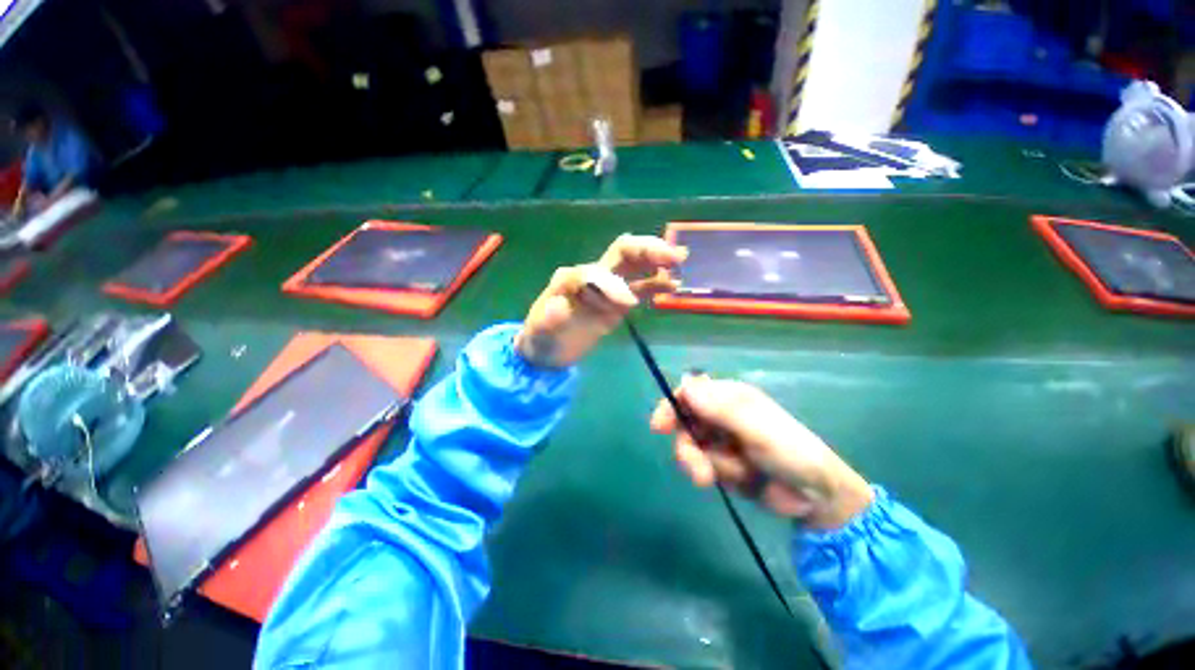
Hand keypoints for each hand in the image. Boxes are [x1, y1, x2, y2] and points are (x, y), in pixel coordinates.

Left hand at [515, 234, 686, 367]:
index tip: (630, 305)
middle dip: (645, 251)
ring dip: (656, 261)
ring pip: (634, 266)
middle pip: (620, 253)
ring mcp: (607, 288)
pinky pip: (640, 288)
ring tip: (679, 262)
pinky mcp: (617, 303)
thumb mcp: (539, 332)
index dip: (613, 284)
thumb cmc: (541, 339)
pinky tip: (673, 285)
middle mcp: (591, 277)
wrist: (547, 352)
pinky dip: (656, 284)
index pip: (595, 271)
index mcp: (570, 279)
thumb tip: (561, 306)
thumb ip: (547, 319)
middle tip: (673, 256)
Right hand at [650, 376, 873, 529]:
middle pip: (685, 423)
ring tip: (714, 480)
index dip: (672, 406)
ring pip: (691, 446)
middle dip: (688, 447)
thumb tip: (686, 383)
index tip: (660, 427)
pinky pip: (703, 464)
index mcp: (729, 397)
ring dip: (701, 464)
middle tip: (699, 470)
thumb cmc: (792, 452)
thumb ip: (721, 409)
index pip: (690, 393)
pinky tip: (737, 479)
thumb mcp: (757, 429)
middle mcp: (720, 415)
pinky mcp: (722, 462)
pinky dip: (715, 473)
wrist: (816, 497)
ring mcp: (720, 440)